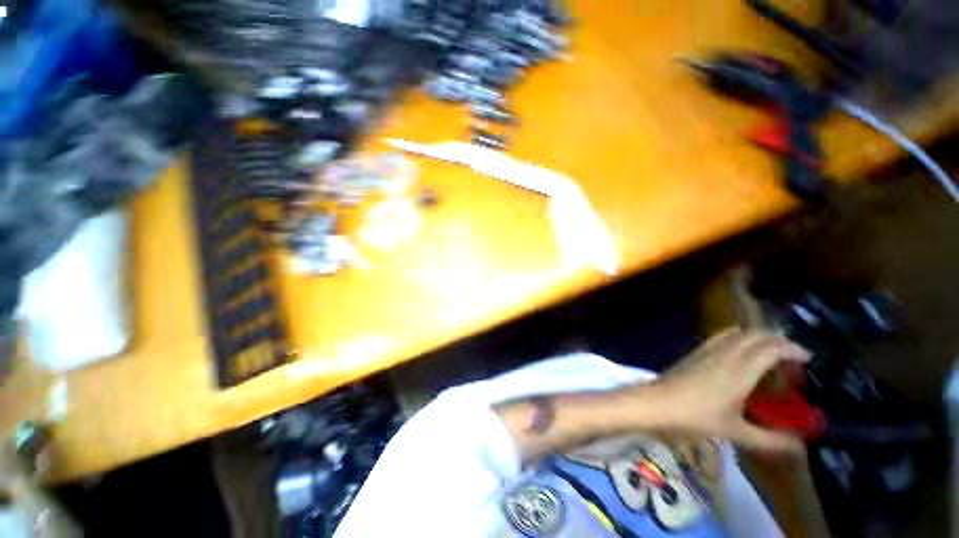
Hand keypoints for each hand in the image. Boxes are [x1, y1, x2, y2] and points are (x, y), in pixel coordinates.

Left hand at [641, 328, 810, 451]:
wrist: (654, 403)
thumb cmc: (694, 418)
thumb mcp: (736, 433)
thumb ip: (770, 441)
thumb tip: (800, 446)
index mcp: (740, 370)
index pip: (771, 347)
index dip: (793, 348)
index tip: (809, 359)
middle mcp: (725, 353)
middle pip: (756, 334)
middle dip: (778, 341)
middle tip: (793, 358)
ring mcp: (706, 350)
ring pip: (737, 333)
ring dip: (757, 337)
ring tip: (770, 355)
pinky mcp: (694, 352)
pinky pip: (721, 337)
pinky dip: (738, 338)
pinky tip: (740, 355)